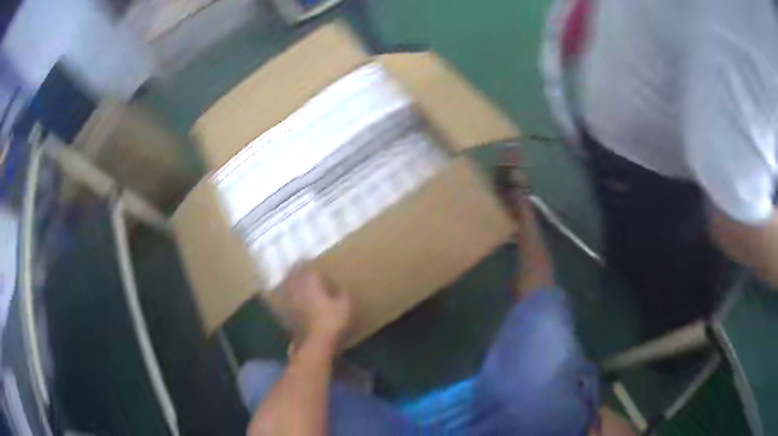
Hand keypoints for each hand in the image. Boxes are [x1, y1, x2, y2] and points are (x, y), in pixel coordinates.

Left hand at [282, 264, 352, 349]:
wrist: (315, 342)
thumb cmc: (332, 320)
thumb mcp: (345, 305)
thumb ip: (341, 293)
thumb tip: (339, 287)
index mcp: (311, 283)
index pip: (306, 267)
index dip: (307, 262)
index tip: (308, 258)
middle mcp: (298, 289)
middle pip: (293, 274)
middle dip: (295, 269)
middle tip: (298, 265)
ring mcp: (290, 301)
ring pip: (287, 286)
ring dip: (289, 281)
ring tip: (292, 278)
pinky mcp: (287, 313)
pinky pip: (285, 300)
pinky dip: (287, 296)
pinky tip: (290, 298)